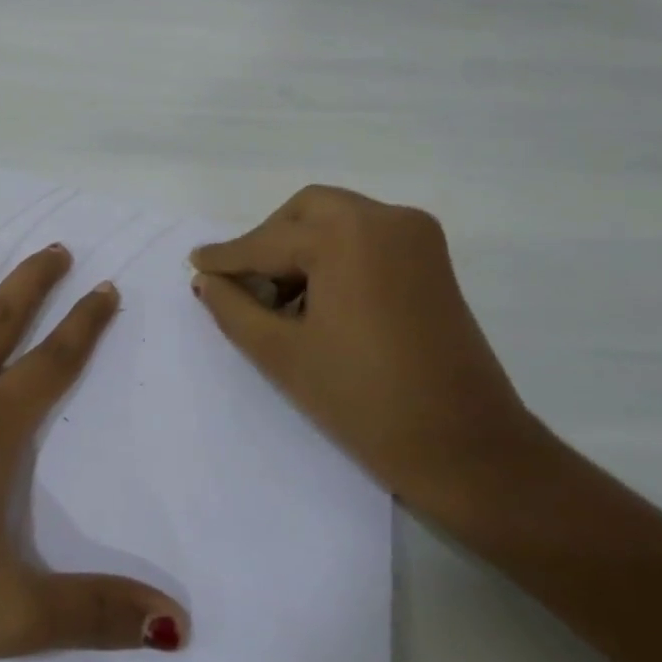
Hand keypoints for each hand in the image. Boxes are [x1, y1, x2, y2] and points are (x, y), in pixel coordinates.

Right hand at [190, 187, 554, 518]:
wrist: (465, 449)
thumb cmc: (364, 401)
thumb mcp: (282, 354)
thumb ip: (234, 308)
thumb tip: (207, 280)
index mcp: (347, 236)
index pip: (269, 241)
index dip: (228, 256)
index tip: (195, 262)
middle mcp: (385, 219)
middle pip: (306, 212)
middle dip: (268, 241)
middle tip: (243, 283)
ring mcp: (417, 237)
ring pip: (338, 220)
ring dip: (302, 247)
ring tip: (279, 300)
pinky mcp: (433, 261)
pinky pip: (367, 237)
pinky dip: (335, 255)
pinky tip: (317, 299)